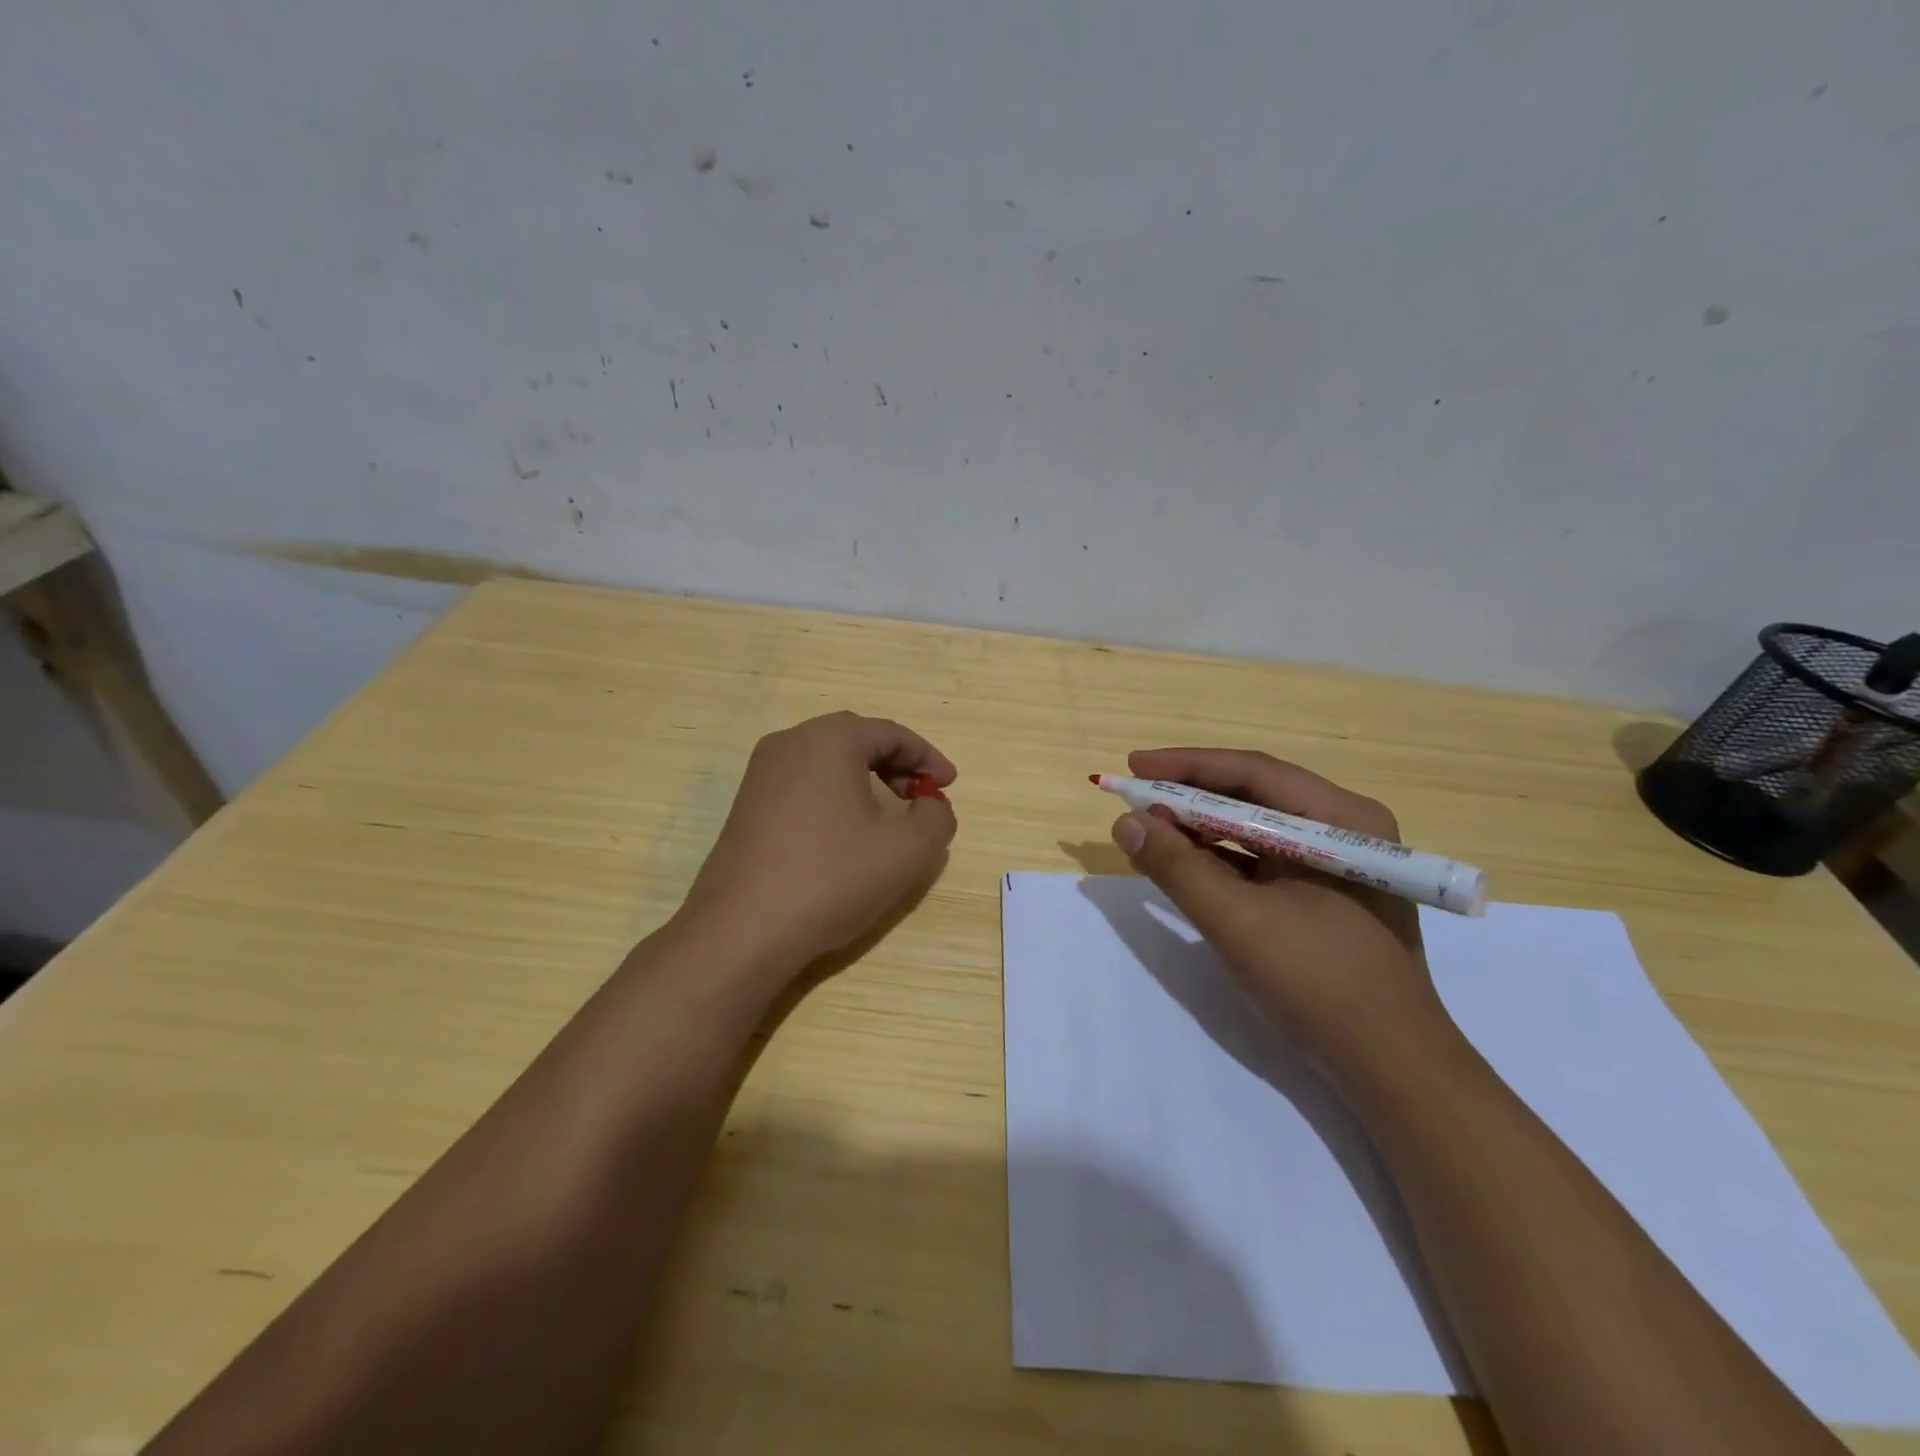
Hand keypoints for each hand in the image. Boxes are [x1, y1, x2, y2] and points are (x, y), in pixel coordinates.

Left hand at [680, 712, 957, 977]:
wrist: (741, 931)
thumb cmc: (831, 879)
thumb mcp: (906, 851)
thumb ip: (936, 819)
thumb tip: (931, 807)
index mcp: (829, 740)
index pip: (891, 733)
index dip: (928, 757)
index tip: (949, 785)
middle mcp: (790, 743)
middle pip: (857, 739)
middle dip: (896, 764)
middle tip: (921, 797)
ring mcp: (761, 773)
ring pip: (827, 760)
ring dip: (865, 778)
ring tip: (888, 815)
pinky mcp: (747, 804)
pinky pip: (803, 783)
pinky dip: (834, 794)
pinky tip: (845, 832)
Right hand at [1110, 747, 1453, 1087]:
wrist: (1391, 1069)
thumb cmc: (1320, 983)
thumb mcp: (1237, 921)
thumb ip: (1177, 867)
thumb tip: (1125, 822)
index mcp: (1340, 820)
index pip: (1252, 773)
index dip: (1186, 766)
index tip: (1133, 766)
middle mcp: (1342, 829)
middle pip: (1252, 796)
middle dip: (1189, 798)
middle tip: (1134, 800)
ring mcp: (1334, 864)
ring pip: (1253, 829)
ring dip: (1198, 830)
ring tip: (1147, 832)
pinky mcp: (1323, 895)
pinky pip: (1260, 861)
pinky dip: (1217, 861)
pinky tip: (1180, 865)